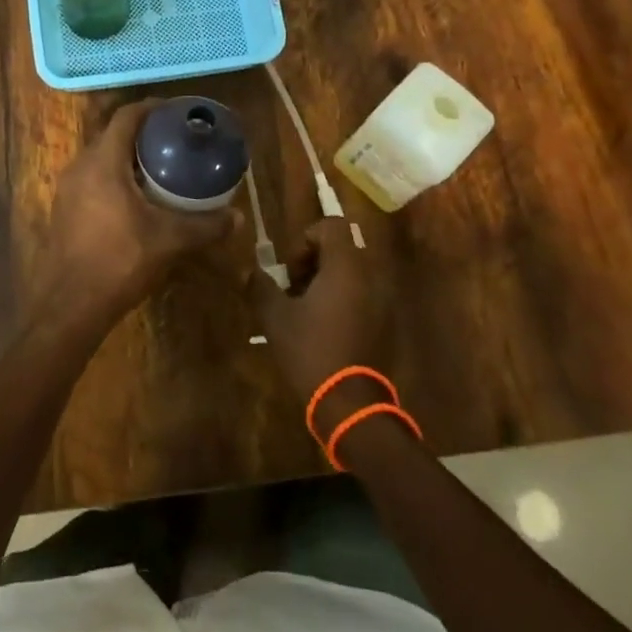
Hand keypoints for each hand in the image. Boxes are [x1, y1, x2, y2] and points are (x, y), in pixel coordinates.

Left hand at [38, 99, 240, 332]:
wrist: (71, 304)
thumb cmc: (119, 260)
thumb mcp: (168, 240)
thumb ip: (204, 225)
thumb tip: (237, 217)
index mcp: (103, 162)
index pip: (126, 117)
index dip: (152, 108)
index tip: (175, 112)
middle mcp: (80, 166)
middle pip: (113, 135)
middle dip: (143, 134)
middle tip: (174, 141)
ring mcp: (68, 188)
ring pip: (101, 158)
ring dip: (127, 157)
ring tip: (159, 168)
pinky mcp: (64, 209)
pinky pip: (92, 178)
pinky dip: (114, 177)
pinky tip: (136, 198)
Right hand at [248, 218, 391, 432]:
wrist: (350, 405)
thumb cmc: (311, 351)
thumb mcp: (276, 317)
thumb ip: (261, 286)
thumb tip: (248, 270)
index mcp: (345, 267)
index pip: (331, 226)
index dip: (306, 238)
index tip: (292, 268)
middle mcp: (369, 277)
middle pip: (341, 249)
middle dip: (314, 262)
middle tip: (293, 289)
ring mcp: (381, 301)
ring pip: (351, 274)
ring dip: (327, 282)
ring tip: (305, 310)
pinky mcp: (384, 323)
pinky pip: (362, 295)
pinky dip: (342, 300)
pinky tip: (323, 329)